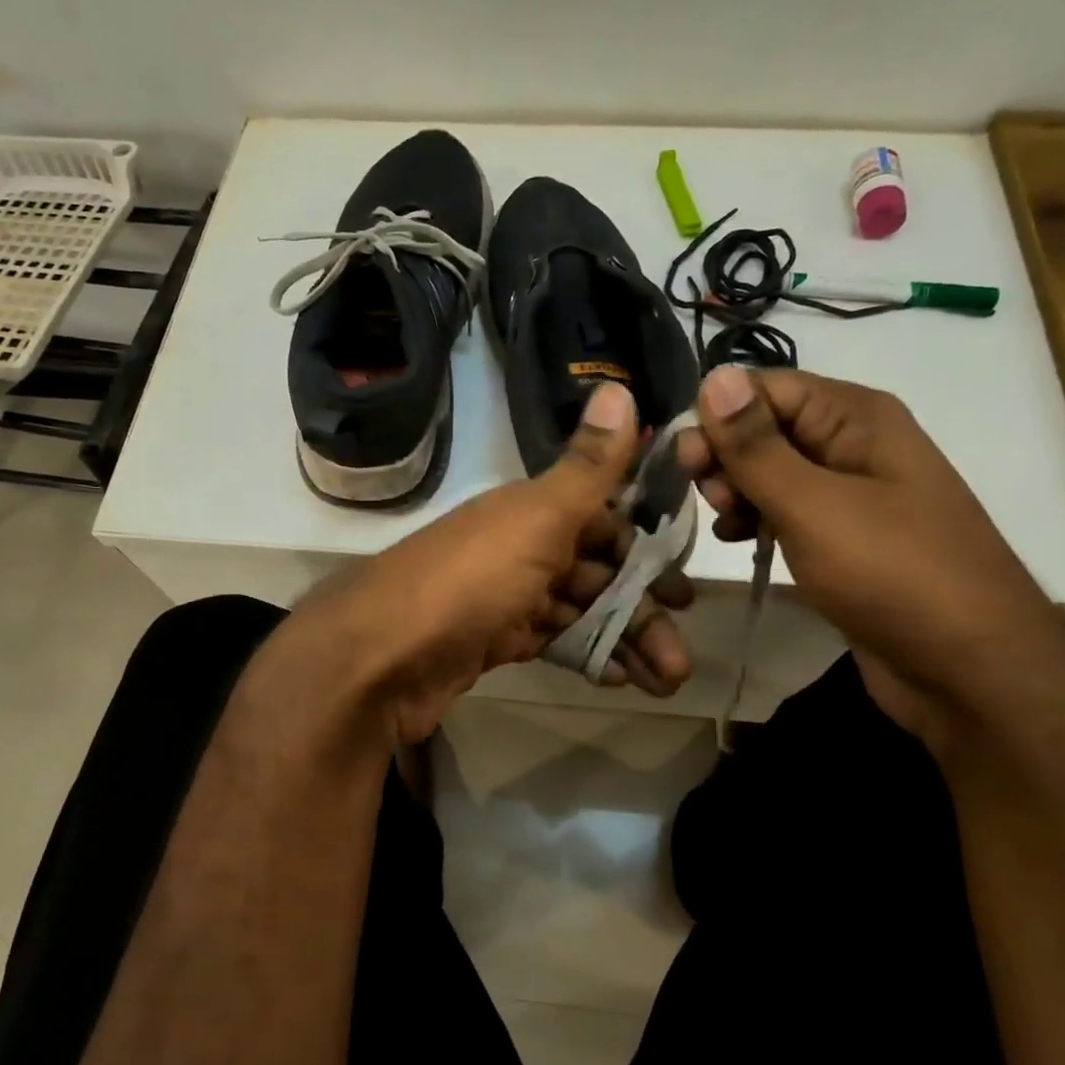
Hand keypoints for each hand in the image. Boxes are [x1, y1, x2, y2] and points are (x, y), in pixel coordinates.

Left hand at [285, 383, 693, 743]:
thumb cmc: (469, 580)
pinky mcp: (490, 642)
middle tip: (684, 647)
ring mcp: (502, 598)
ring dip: (624, 639)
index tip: (685, 578)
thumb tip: (621, 386)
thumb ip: (587, 467)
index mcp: (529, 511)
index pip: (601, 518)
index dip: (645, 545)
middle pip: (595, 571)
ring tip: (670, 676)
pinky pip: (551, 641)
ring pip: (578, 612)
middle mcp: (518, 548)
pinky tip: (621, 678)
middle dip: (643, 606)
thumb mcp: (536, 518)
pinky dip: (587, 655)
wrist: (379, 658)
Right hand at [676, 364, 1064, 743]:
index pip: (765, 388)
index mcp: (856, 417)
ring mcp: (849, 494)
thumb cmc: (893, 574)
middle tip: (709, 498)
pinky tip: (739, 542)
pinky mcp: (842, 538)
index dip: (719, 416)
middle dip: (726, 457)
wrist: (970, 670)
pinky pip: (785, 511)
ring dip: (736, 491)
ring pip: (769, 472)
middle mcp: (853, 444)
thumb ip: (757, 446)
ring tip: (727, 526)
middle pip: (765, 427)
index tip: (686, 460)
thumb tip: (715, 375)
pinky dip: (755, 521)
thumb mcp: (814, 505)